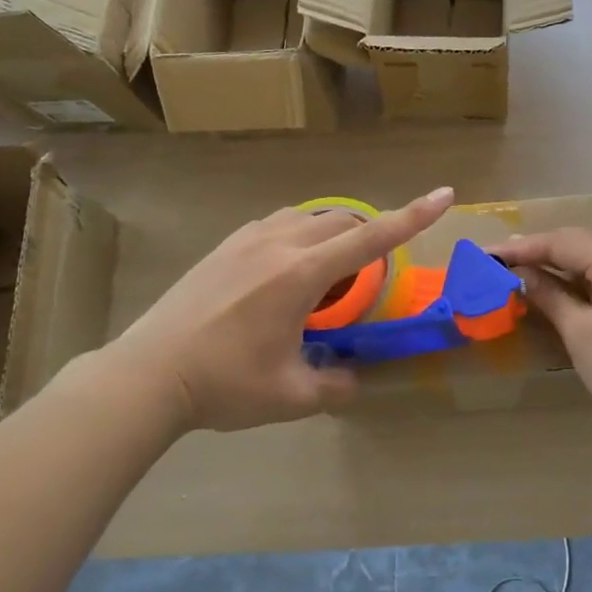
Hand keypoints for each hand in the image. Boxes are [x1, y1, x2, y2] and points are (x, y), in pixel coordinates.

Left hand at [102, 188, 455, 433]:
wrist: (147, 375)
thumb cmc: (224, 384)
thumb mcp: (291, 396)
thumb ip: (335, 387)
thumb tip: (353, 380)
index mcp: (302, 274)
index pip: (371, 238)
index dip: (413, 216)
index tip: (444, 195)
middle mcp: (279, 244)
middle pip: (342, 220)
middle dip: (369, 234)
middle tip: (368, 276)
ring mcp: (247, 240)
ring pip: (308, 217)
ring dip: (332, 233)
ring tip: (328, 272)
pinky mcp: (224, 247)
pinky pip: (278, 224)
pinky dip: (299, 235)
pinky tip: (285, 268)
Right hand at [489, 230, 591, 450]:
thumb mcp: (583, 334)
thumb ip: (551, 298)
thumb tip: (522, 274)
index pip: (561, 242)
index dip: (522, 247)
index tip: (486, 254)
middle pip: (576, 247)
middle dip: (536, 252)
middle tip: (496, 261)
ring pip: (587, 265)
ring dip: (552, 269)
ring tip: (515, 276)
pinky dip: (570, 287)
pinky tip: (550, 297)